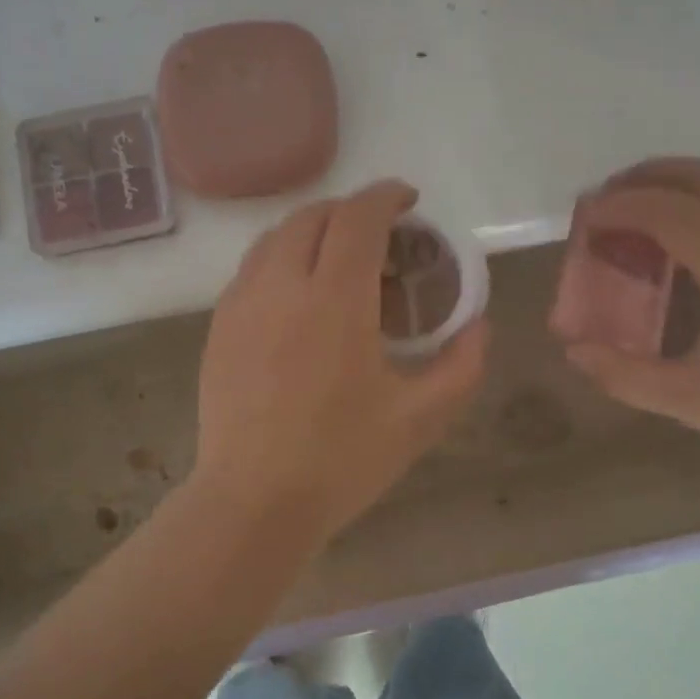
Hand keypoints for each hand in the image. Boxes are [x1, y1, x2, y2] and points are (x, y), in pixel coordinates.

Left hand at [193, 181, 489, 542]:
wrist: (252, 502)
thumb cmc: (341, 460)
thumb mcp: (420, 418)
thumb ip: (462, 365)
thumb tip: (479, 326)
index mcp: (334, 299)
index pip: (358, 217)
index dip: (386, 196)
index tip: (409, 201)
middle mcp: (281, 285)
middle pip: (314, 216)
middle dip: (351, 210)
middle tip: (381, 234)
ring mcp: (241, 303)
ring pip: (276, 236)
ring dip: (313, 229)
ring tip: (339, 257)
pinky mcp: (220, 325)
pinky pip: (253, 267)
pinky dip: (283, 257)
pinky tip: (300, 295)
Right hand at [561, 159, 699, 487]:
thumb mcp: (693, 402)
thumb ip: (625, 375)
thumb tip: (573, 351)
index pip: (672, 212)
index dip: (622, 206)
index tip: (585, 217)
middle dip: (648, 176)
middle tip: (606, 197)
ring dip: (682, 177)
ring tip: (640, 199)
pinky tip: (689, 223)